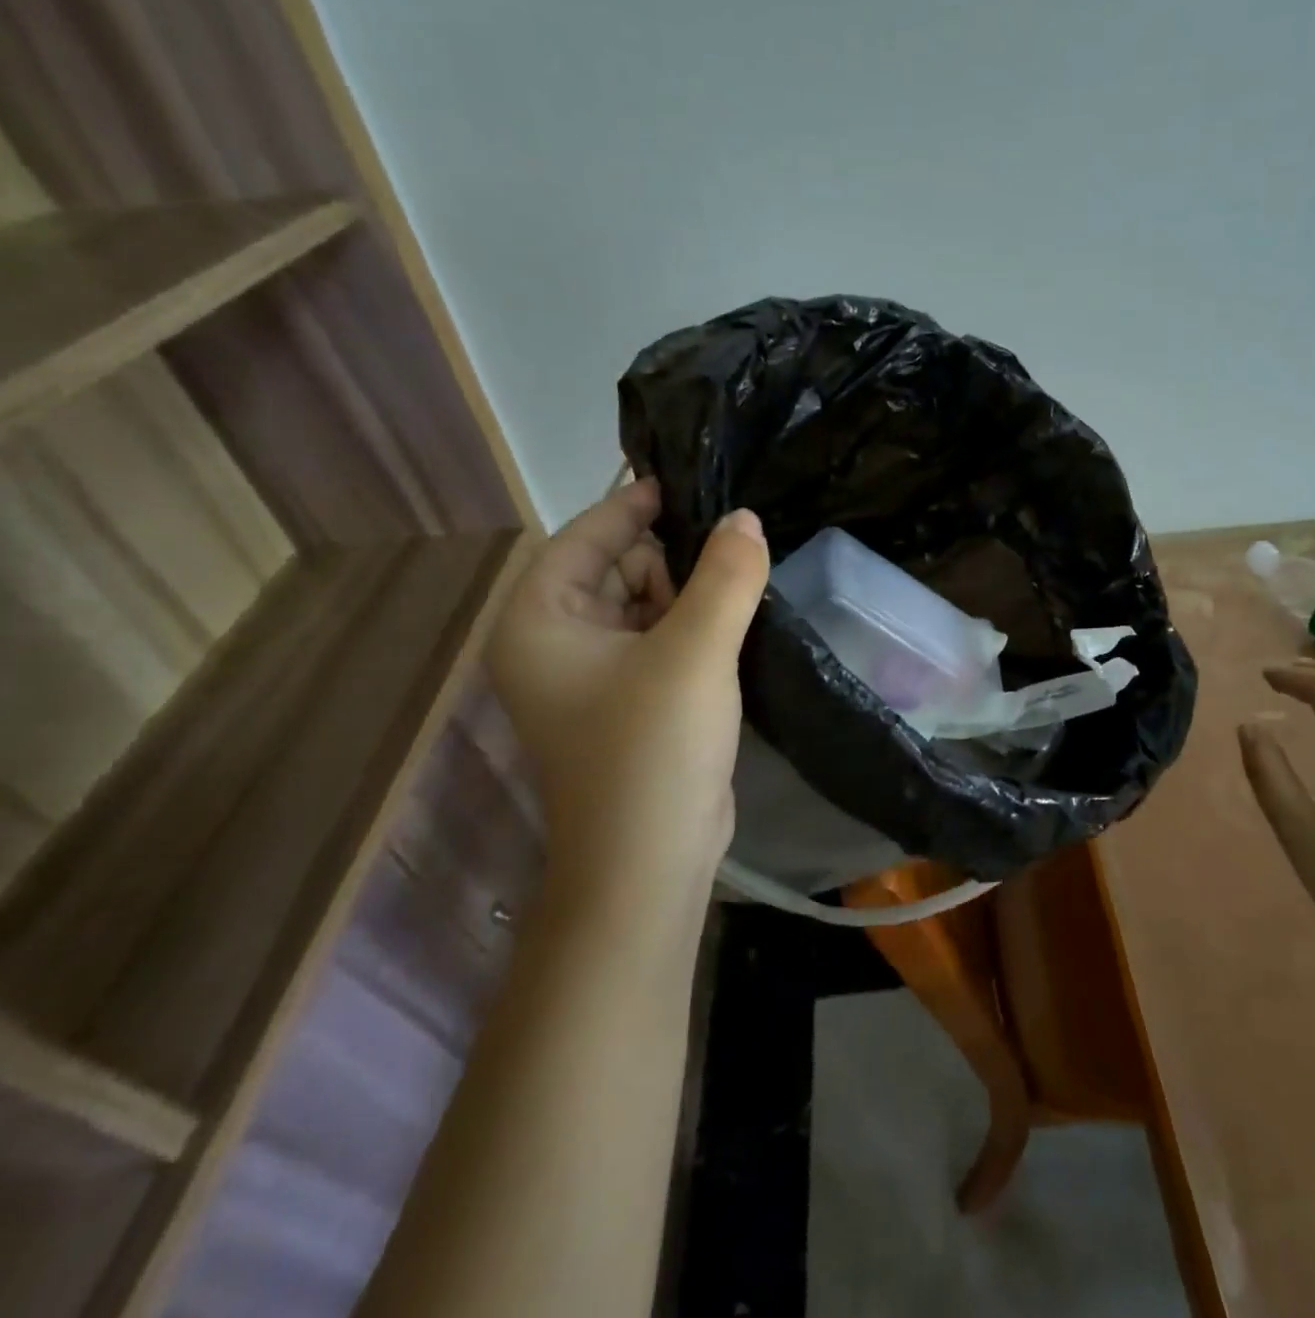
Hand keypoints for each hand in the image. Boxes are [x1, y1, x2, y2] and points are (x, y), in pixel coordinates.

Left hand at [486, 478, 768, 888]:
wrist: (651, 861)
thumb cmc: (654, 747)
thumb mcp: (696, 650)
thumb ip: (724, 576)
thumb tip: (746, 518)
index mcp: (540, 622)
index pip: (584, 538)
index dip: (632, 506)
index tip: (685, 482)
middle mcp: (555, 645)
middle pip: (614, 570)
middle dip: (670, 552)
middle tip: (733, 532)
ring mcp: (592, 679)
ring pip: (642, 607)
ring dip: (688, 590)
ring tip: (743, 568)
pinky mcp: (630, 705)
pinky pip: (659, 642)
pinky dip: (693, 626)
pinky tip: (736, 614)